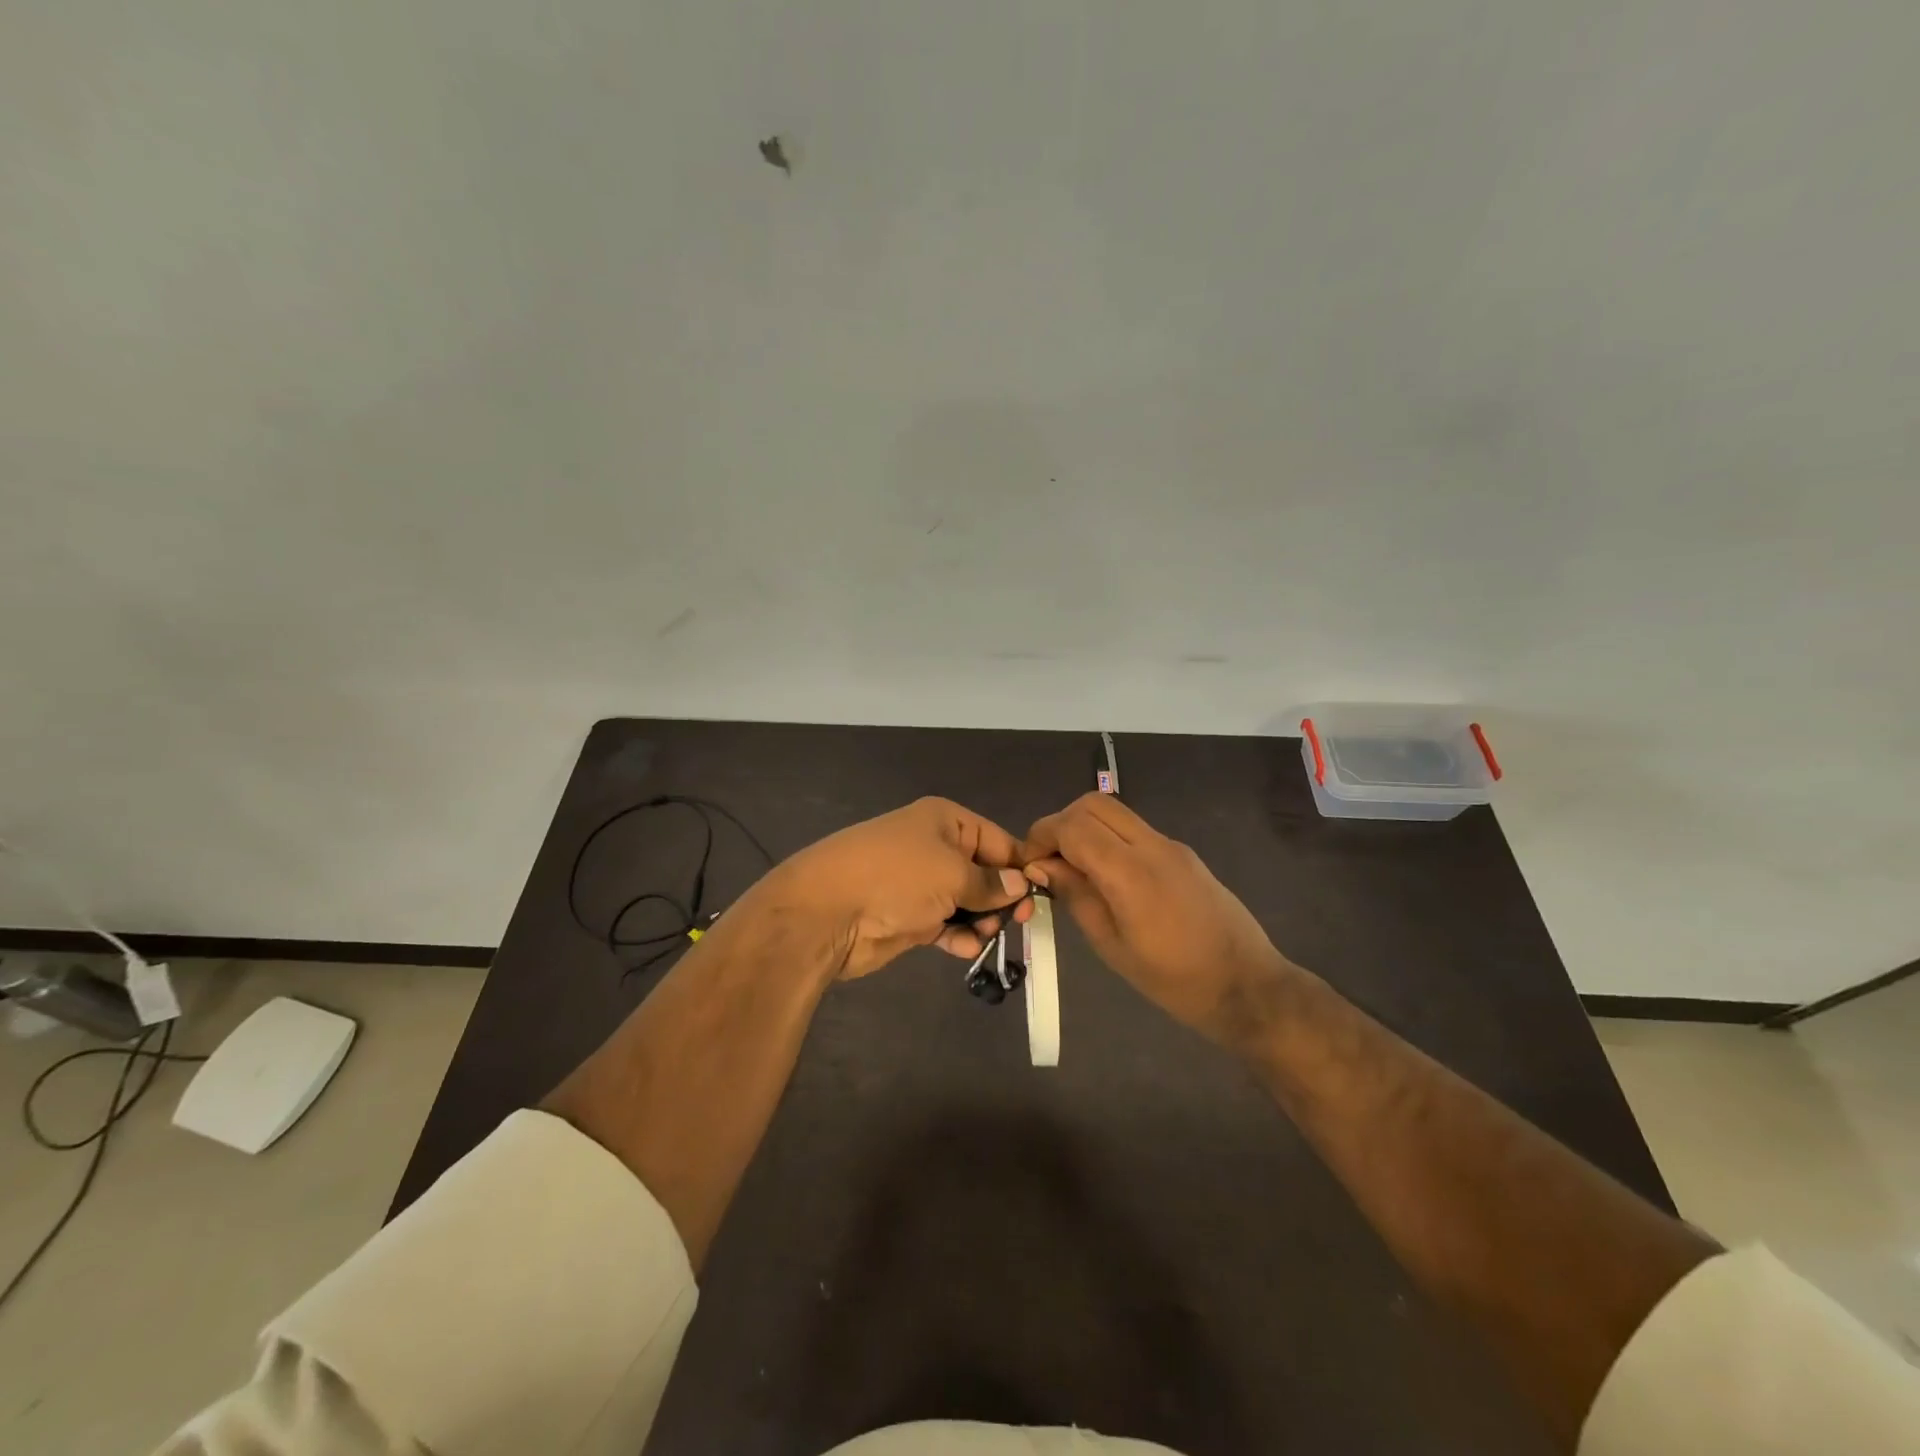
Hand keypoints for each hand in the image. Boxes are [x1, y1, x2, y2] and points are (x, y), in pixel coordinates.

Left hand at [743, 797, 1033, 979]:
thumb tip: (1022, 884)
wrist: (827, 913)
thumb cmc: (897, 877)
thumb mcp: (953, 874)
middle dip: (1002, 896)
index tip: (1042, 894)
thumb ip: (991, 883)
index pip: (997, 840)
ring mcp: (920, 883)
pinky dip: (958, 935)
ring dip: (981, 919)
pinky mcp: (909, 916)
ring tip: (987, 934)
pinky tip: (966, 947)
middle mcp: (934, 847)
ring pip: (966, 901)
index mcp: (946, 821)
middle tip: (1018, 920)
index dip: (1021, 866)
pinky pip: (945, 924)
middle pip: (984, 872)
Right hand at [1018, 793, 1289, 1042]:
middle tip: (1048, 861)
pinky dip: (1108, 839)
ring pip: (1114, 812)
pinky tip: (1107, 878)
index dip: (1041, 836)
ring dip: (1085, 829)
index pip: (1073, 827)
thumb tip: (1041, 866)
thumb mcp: (1112, 945)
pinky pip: (1135, 830)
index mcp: (1131, 873)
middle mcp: (1152, 845)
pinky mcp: (1183, 853)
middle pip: (1093, 804)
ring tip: (1073, 870)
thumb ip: (1076, 896)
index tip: (1027, 864)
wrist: (1247, 986)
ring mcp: (1171, 845)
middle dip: (1061, 824)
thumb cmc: (1174, 980)